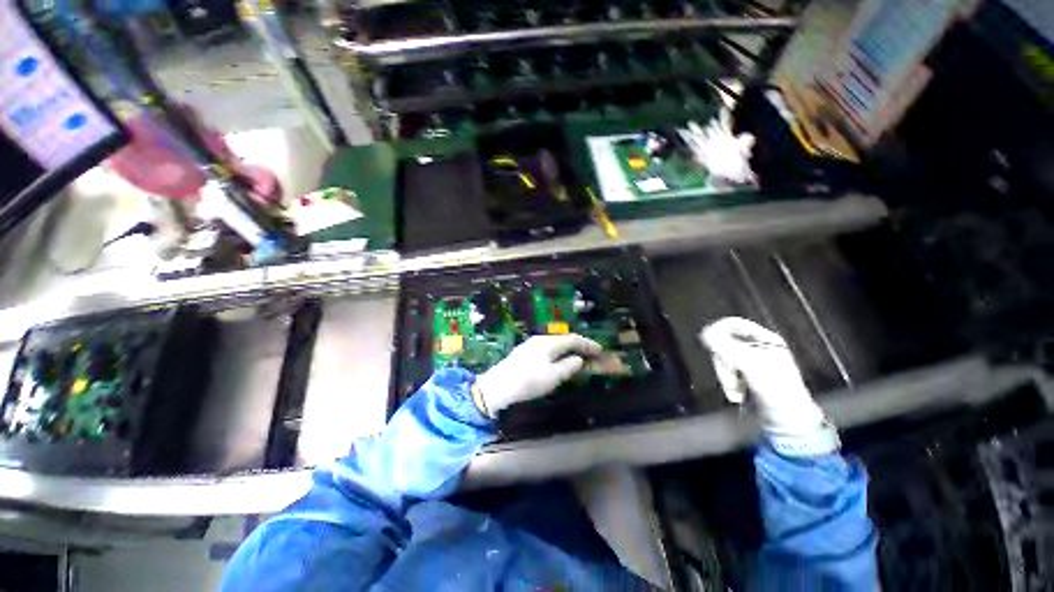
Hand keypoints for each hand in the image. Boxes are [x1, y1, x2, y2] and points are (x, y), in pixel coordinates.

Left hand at [475, 335, 601, 416]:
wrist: (498, 385)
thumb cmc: (528, 381)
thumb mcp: (553, 376)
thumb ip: (568, 366)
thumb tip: (578, 359)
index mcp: (549, 342)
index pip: (573, 339)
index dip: (588, 344)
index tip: (600, 350)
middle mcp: (540, 339)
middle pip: (564, 339)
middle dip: (579, 346)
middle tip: (591, 354)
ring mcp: (531, 345)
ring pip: (555, 344)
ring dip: (568, 350)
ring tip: (578, 358)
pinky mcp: (525, 352)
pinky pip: (547, 349)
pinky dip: (558, 354)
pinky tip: (559, 361)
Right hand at [700, 317, 823, 435]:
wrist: (789, 423)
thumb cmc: (776, 390)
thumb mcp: (751, 365)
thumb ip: (727, 347)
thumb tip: (705, 332)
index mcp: (765, 339)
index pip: (733, 324)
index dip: (718, 331)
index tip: (710, 345)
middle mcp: (757, 347)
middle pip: (724, 342)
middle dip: (722, 362)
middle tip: (729, 378)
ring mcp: (751, 362)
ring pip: (722, 358)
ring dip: (724, 376)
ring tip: (735, 392)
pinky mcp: (745, 377)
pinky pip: (726, 372)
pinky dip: (727, 383)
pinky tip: (735, 394)